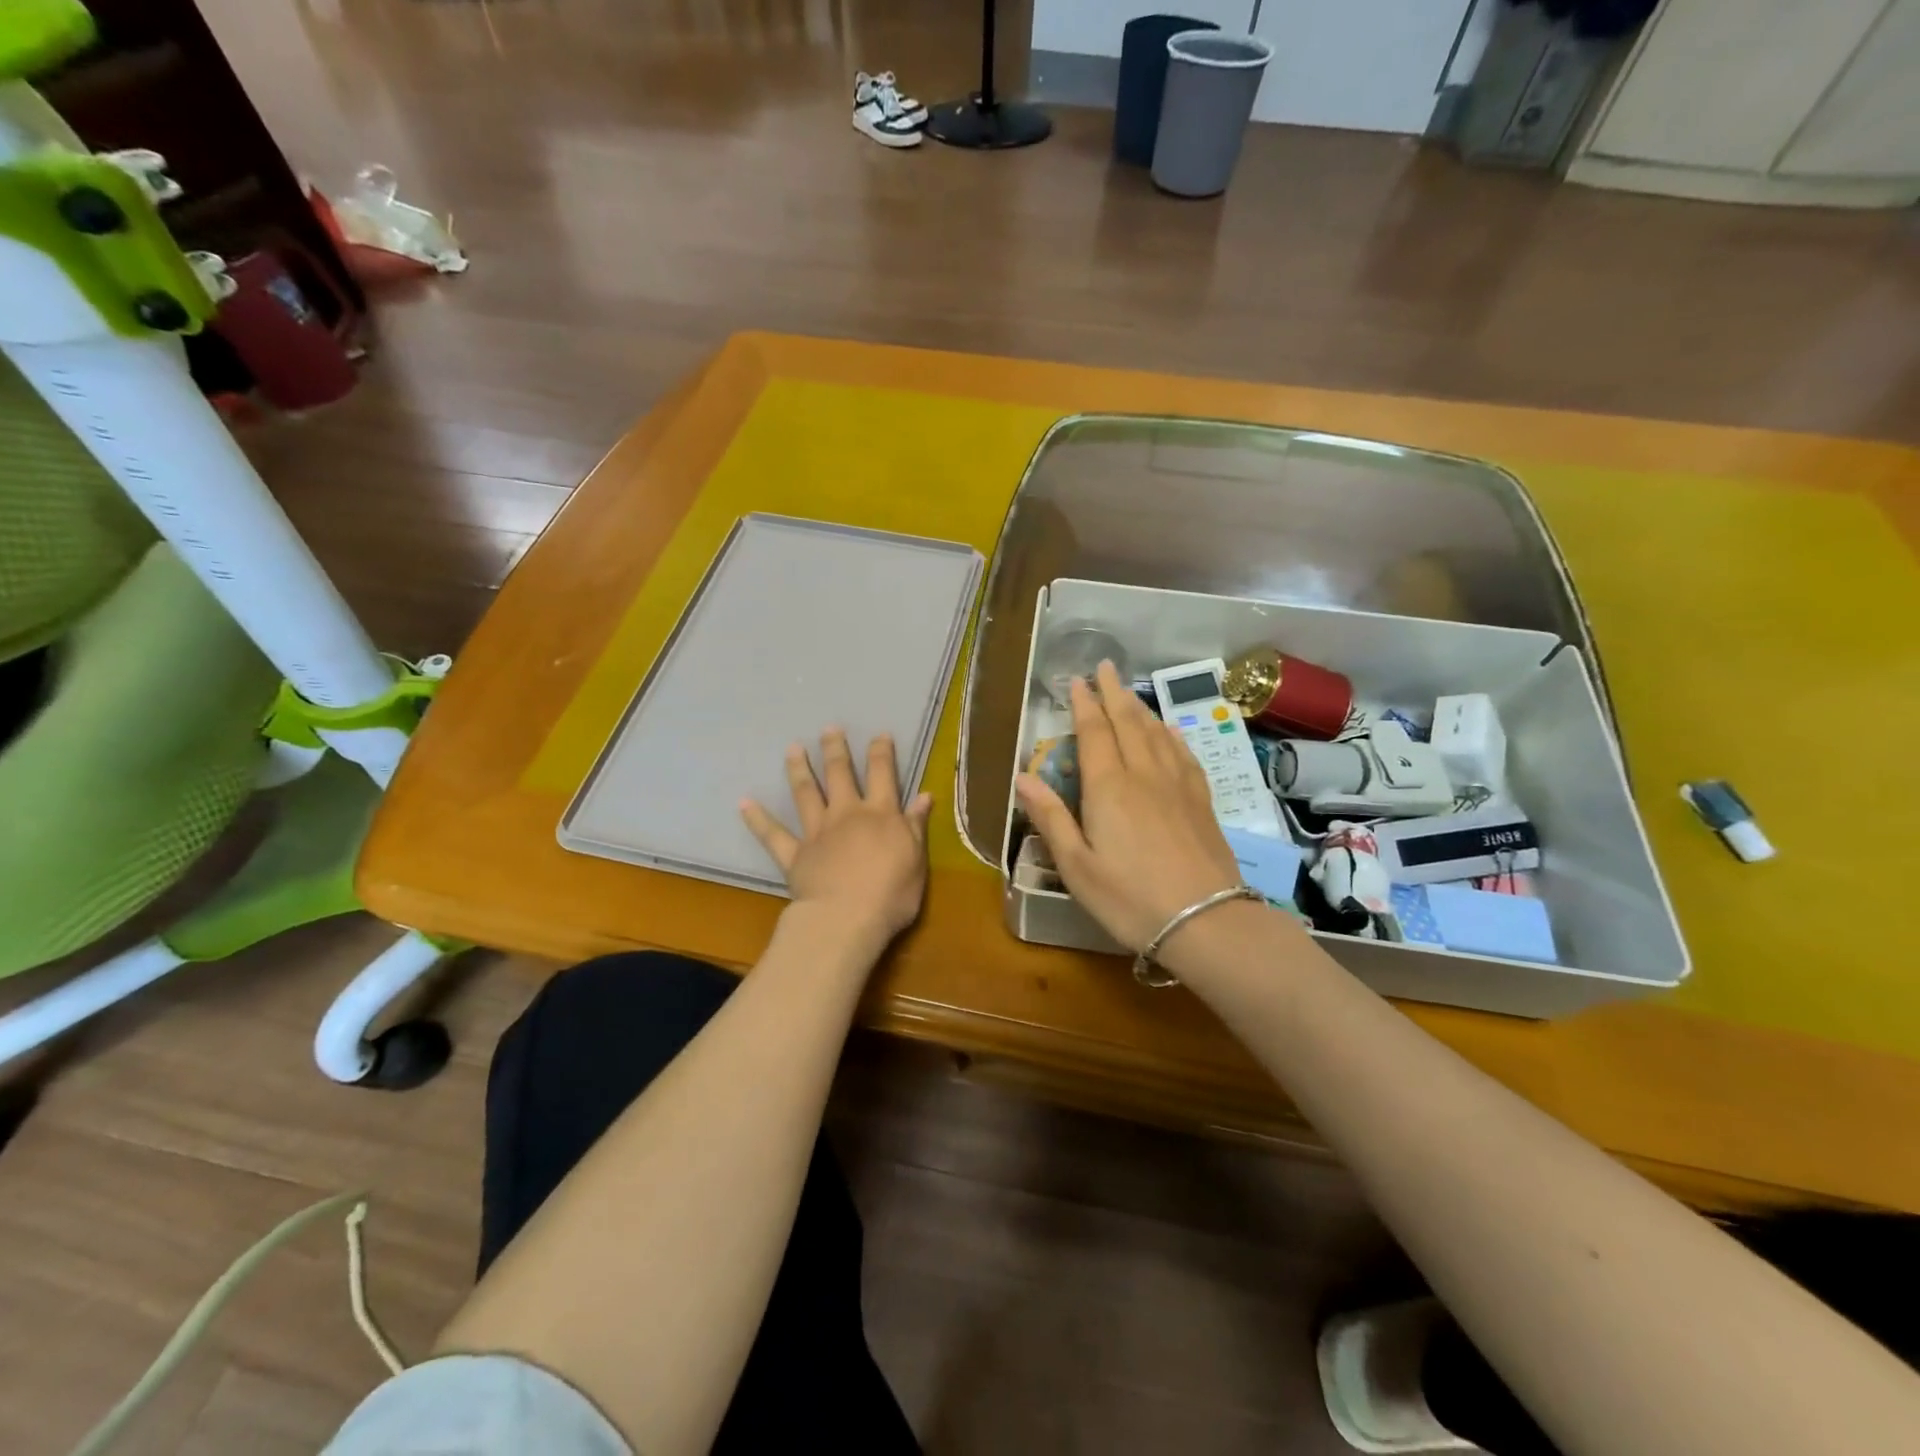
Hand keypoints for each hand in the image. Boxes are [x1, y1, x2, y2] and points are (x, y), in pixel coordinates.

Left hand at [742, 729, 933, 942]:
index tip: (879, 734)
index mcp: (881, 814)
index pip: (883, 774)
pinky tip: (744, 802)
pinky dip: (757, 819)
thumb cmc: (891, 894)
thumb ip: (916, 826)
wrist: (846, 919)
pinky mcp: (795, 855)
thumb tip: (924, 796)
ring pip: (806, 794)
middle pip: (840, 774)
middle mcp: (847, 814)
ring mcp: (817, 832)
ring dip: (799, 770)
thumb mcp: (916, 859)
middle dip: (835, 749)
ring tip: (792, 749)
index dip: (881, 752)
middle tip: (829, 729)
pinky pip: (773, 835)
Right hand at [1015, 660, 1240, 952]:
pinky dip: (1172, 735)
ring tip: (1129, 694)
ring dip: (1140, 708)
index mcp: (1109, 788)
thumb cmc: (1129, 898)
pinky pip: (1184, 755)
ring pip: (1157, 733)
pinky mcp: (1201, 802)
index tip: (1077, 680)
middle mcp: (1144, 775)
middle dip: (1114, 693)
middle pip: (1128, 723)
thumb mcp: (1076, 866)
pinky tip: (1170, 731)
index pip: (1094, 733)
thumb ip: (1050, 817)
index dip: (1084, 704)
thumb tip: (1022, 776)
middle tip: (1106, 667)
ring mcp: (1178, 786)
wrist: (1206, 921)